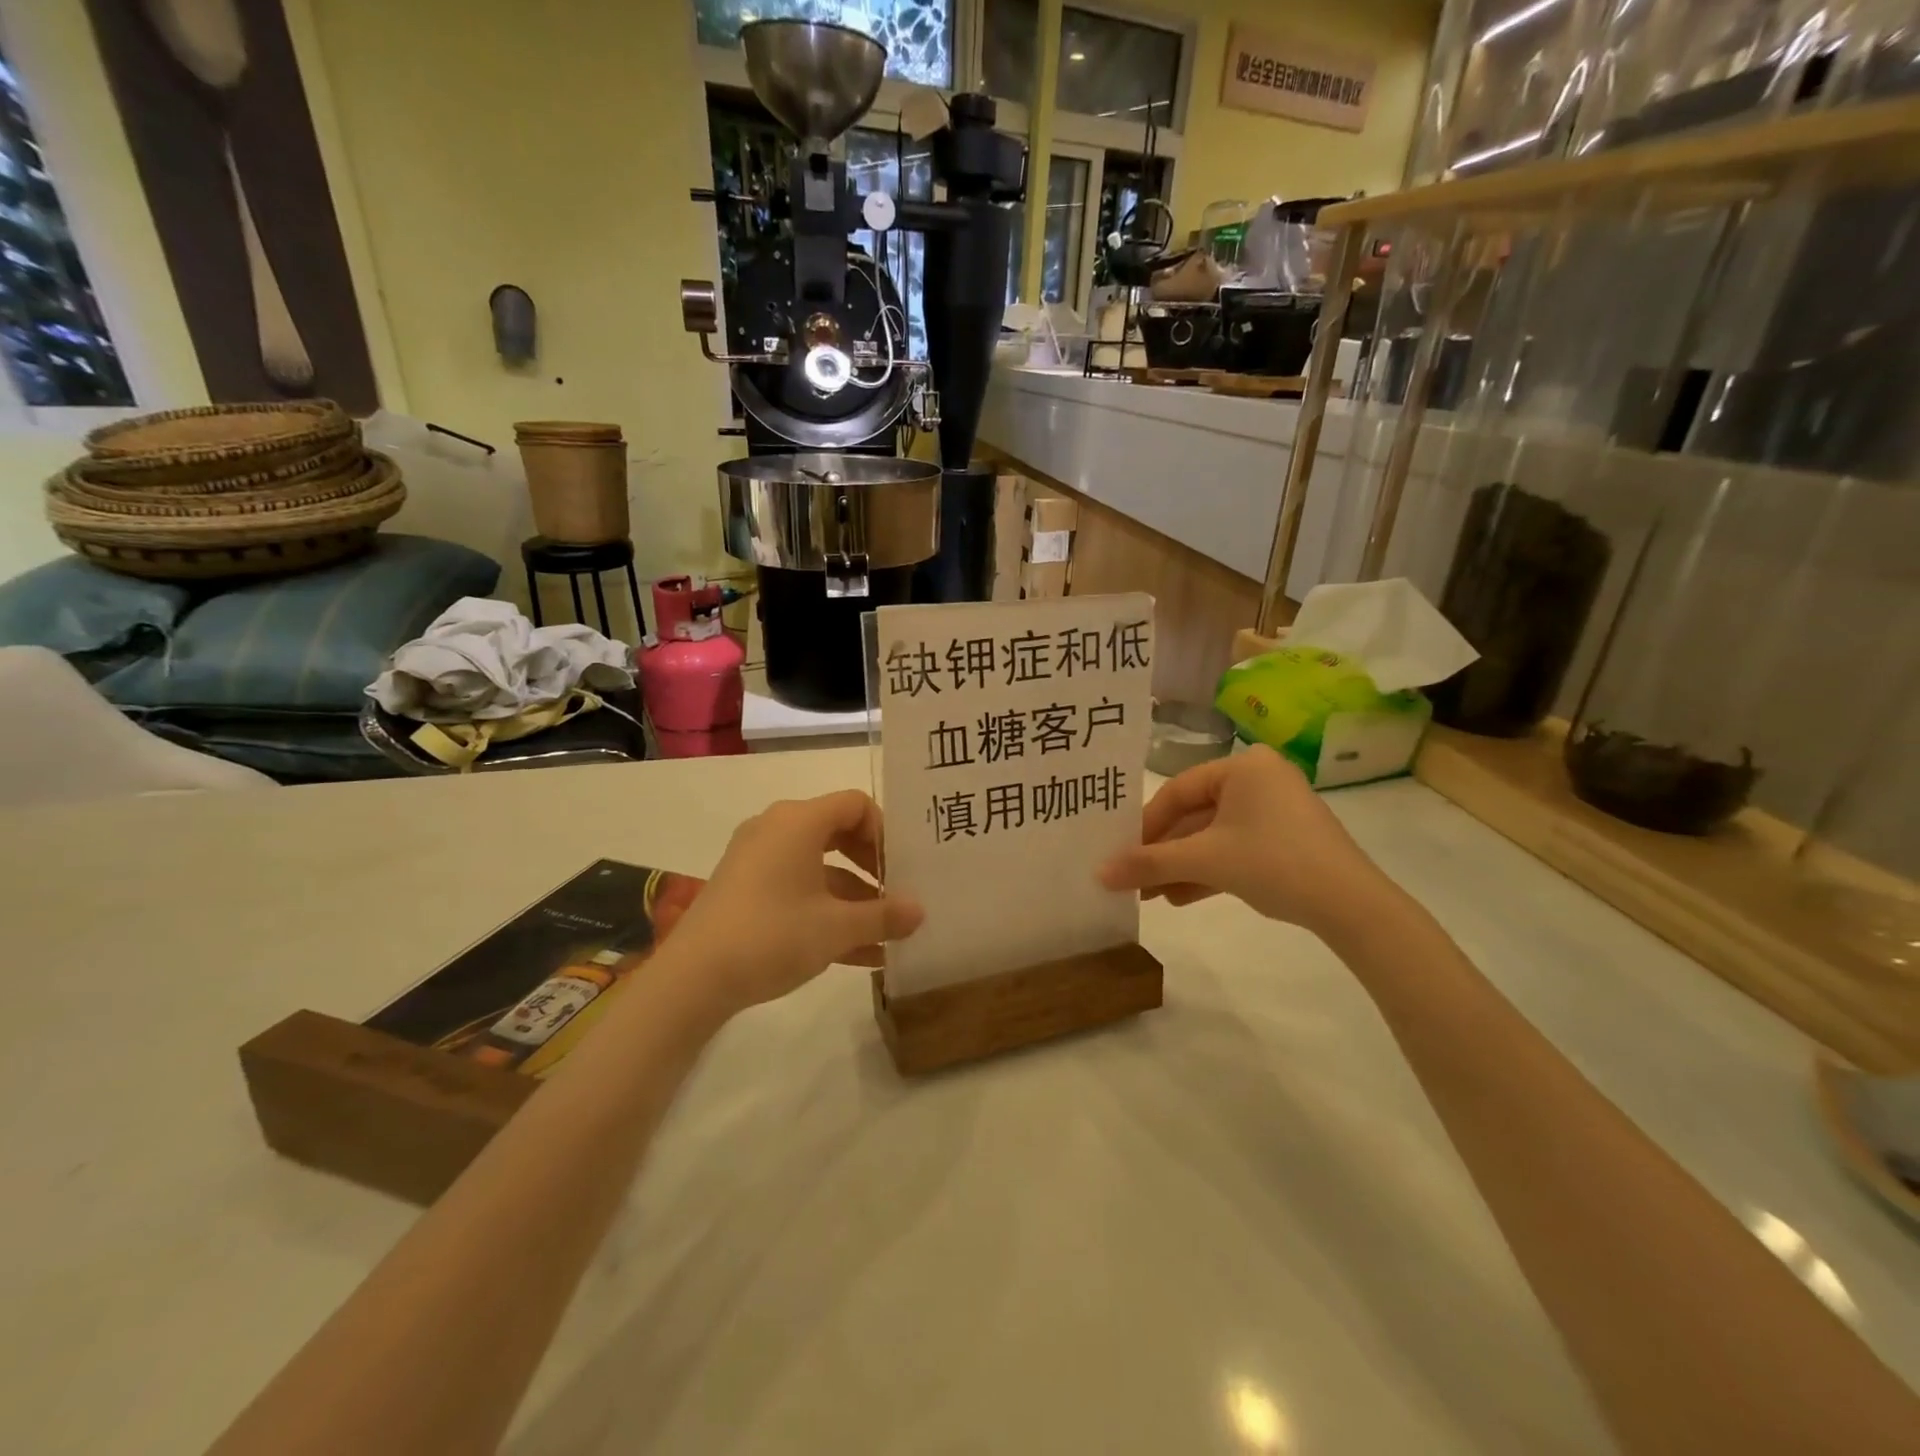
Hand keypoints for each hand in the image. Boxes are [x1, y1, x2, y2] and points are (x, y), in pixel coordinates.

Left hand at [663, 791, 923, 1017]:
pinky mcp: (745, 891)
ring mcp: (757, 861)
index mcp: (798, 821)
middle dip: (872, 866)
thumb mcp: (837, 927)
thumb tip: (920, 911)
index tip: (900, 868)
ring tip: (887, 934)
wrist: (693, 978)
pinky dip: (826, 913)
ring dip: (854, 898)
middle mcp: (776, 830)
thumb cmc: (773, 934)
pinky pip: (797, 890)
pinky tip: (860, 955)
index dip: (884, 831)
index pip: (855, 804)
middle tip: (897, 894)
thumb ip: (884, 916)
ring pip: (819, 868)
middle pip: (838, 833)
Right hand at [1099, 745, 1399, 937]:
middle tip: (1134, 877)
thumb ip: (1149, 863)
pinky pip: (1236, 847)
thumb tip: (1098, 874)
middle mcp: (1259, 778)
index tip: (1122, 854)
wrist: (1352, 906)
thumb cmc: (1274, 862)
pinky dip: (1210, 870)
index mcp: (1242, 766)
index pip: (1177, 791)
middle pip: (1195, 814)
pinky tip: (1181, 898)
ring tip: (1151, 894)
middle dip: (1164, 851)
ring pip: (1214, 835)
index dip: (1146, 825)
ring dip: (1182, 865)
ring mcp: (1276, 810)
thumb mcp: (1205, 861)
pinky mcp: (1287, 838)